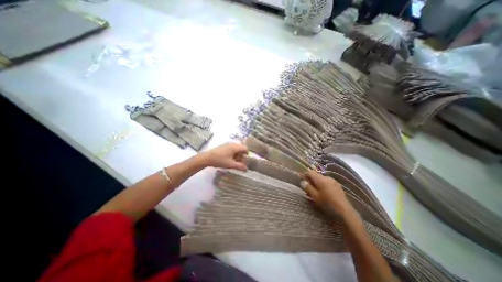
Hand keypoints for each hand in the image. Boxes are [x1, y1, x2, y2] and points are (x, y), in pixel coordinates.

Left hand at [199, 142, 246, 170]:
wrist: (207, 158)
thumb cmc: (220, 160)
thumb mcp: (231, 164)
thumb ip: (240, 166)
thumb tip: (246, 169)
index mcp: (235, 147)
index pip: (245, 148)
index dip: (247, 154)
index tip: (246, 161)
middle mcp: (232, 144)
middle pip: (241, 148)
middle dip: (242, 155)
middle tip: (240, 162)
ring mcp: (227, 144)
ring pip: (236, 148)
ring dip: (237, 155)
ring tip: (235, 162)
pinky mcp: (223, 146)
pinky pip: (231, 148)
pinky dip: (233, 153)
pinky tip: (229, 159)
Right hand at [300, 169, 349, 215]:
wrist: (344, 210)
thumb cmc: (327, 203)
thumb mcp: (315, 196)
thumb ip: (308, 187)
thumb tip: (302, 181)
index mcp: (320, 179)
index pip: (310, 172)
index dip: (304, 174)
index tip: (301, 178)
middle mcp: (326, 177)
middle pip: (316, 175)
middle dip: (310, 179)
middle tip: (306, 186)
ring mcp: (333, 181)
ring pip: (321, 179)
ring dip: (316, 182)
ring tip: (314, 190)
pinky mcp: (337, 185)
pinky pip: (327, 182)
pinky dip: (322, 184)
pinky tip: (323, 191)